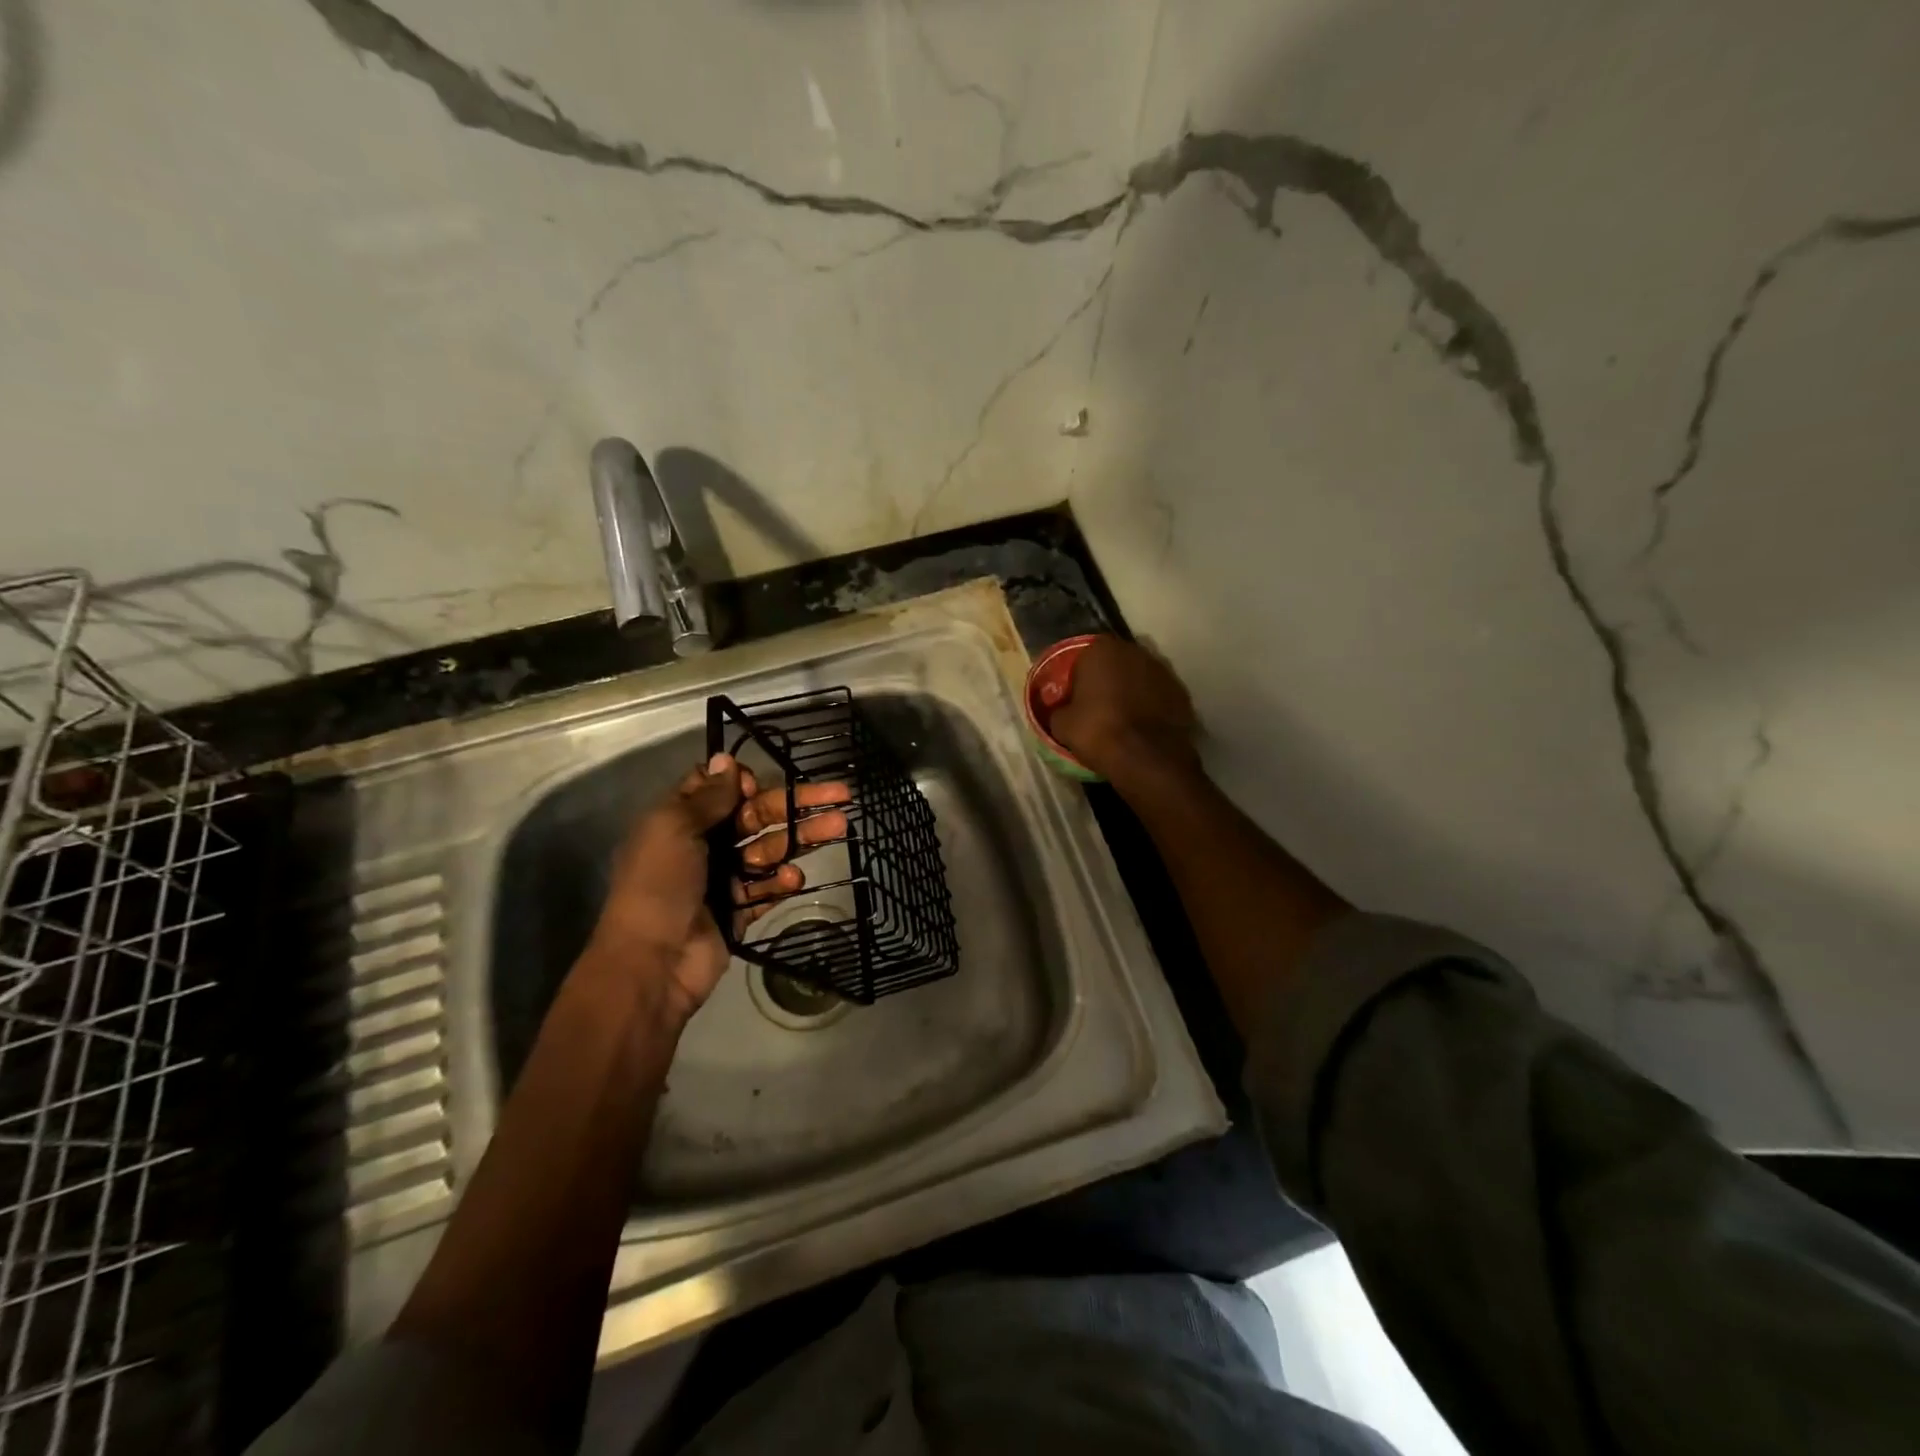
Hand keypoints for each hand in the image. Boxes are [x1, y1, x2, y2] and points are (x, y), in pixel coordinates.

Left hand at [587, 754, 849, 1023]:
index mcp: (682, 820)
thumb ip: (707, 797)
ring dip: (801, 838)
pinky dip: (782, 881)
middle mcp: (704, 844)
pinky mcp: (738, 910)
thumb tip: (726, 759)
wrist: (652, 961)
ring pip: (771, 849)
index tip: (759, 784)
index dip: (743, 782)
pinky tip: (795, 877)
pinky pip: (767, 888)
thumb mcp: (674, 828)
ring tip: (839, 828)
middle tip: (841, 796)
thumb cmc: (659, 884)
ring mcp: (723, 879)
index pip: (719, 789)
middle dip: (796, 805)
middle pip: (758, 816)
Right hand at [1049, 636, 1200, 782]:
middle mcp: (1135, 650)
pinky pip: (1158, 696)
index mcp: (1101, 649)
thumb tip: (1062, 711)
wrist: (1147, 758)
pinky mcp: (1182, 692)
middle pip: (1115, 663)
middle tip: (1097, 706)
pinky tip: (1142, 727)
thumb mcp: (1062, 724)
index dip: (1078, 678)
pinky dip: (1151, 706)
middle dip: (1107, 680)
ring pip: (1139, 678)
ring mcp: (1163, 670)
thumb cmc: (1098, 732)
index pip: (1083, 658)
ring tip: (1122, 718)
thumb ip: (1060, 709)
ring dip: (1131, 692)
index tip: (1074, 698)